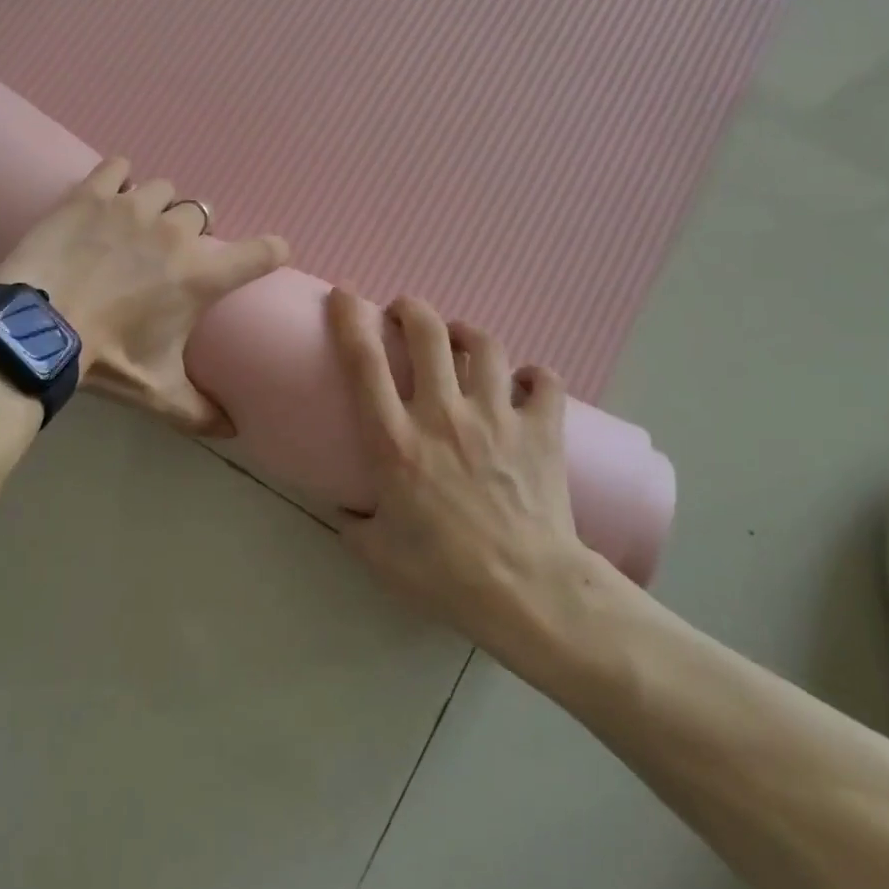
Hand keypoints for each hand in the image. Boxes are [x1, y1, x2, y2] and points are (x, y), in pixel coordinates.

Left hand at [0, 158, 288, 434]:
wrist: (37, 329)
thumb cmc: (106, 358)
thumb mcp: (156, 390)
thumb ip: (199, 410)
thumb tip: (233, 431)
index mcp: (200, 276)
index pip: (262, 252)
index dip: (272, 250)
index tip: (272, 253)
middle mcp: (177, 234)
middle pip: (201, 215)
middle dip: (189, 234)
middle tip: (164, 258)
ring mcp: (134, 207)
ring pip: (163, 190)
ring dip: (156, 207)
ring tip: (132, 228)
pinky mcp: (94, 193)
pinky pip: (118, 167)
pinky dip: (117, 177)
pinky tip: (108, 194)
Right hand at [328, 289, 588, 651]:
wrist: (528, 594)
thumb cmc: (445, 576)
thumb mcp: (378, 554)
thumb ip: (355, 523)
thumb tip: (346, 506)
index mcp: (396, 441)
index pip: (364, 362)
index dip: (349, 317)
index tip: (344, 295)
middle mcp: (443, 414)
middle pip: (428, 332)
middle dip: (412, 309)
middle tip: (405, 314)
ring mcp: (496, 416)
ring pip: (485, 344)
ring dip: (468, 332)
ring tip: (461, 337)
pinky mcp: (542, 429)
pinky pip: (544, 381)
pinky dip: (534, 375)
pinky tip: (525, 381)